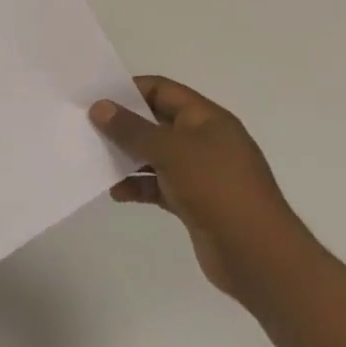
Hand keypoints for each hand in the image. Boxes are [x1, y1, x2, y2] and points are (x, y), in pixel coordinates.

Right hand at [89, 77, 310, 300]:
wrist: (258, 256)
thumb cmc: (218, 190)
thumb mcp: (171, 151)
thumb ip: (132, 129)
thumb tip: (100, 107)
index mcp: (207, 119)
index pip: (163, 90)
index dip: (130, 90)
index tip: (97, 97)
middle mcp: (205, 141)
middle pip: (157, 122)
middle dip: (124, 125)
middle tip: (87, 128)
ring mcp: (201, 173)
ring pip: (155, 156)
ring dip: (127, 157)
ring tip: (95, 160)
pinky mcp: (194, 202)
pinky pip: (159, 185)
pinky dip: (138, 186)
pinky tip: (116, 192)